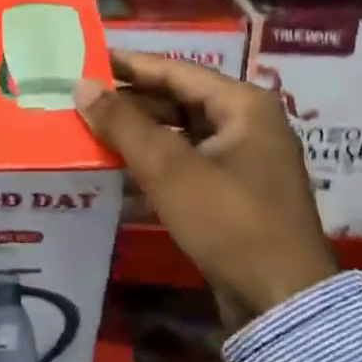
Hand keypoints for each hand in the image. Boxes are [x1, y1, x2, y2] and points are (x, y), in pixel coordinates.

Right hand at [73, 51, 336, 329]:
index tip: (87, 60)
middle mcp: (247, 125)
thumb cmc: (229, 221)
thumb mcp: (170, 168)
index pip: (176, 70)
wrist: (280, 301)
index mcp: (243, 105)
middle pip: (178, 102)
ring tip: (89, 134)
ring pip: (179, 137)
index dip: (129, 65)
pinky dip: (153, 167)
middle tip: (81, 101)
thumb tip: (82, 85)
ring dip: (137, 137)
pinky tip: (115, 174)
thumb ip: (123, 124)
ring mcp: (242, 162)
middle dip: (130, 104)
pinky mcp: (233, 196)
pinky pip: (186, 167)